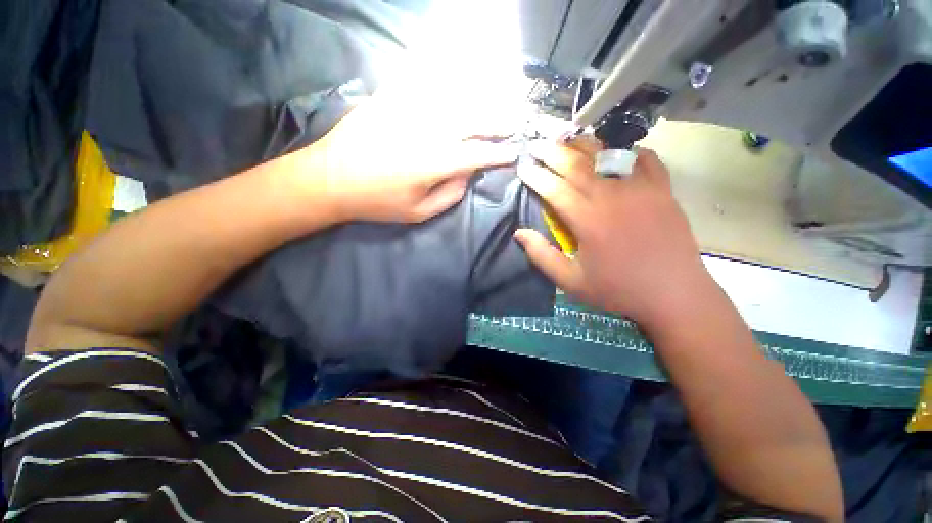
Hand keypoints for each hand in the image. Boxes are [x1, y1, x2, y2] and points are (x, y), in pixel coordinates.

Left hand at [301, 94, 516, 223]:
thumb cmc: (378, 202)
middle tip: (514, 123)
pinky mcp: (391, 98)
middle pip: (473, 120)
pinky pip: (422, 81)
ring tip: (495, 103)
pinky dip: (443, 78)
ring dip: (479, 100)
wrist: (330, 179)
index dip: (499, 154)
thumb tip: (468, 174)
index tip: (514, 153)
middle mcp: (428, 130)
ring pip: (454, 98)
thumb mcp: (419, 213)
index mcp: (435, 162)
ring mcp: (409, 109)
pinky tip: (456, 79)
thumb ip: (450, 195)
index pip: (478, 155)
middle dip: (498, 122)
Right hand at [514, 139, 710, 328]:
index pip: (554, 188)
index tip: (523, 168)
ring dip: (584, 145)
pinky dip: (629, 151)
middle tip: (537, 145)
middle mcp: (612, 196)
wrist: (675, 294)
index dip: (535, 176)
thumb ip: (542, 256)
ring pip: (607, 155)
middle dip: (552, 152)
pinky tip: (618, 151)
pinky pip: (645, 159)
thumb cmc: (618, 289)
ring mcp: (641, 189)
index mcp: (587, 219)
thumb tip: (519, 233)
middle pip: (576, 165)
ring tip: (568, 139)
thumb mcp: (571, 281)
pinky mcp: (663, 190)